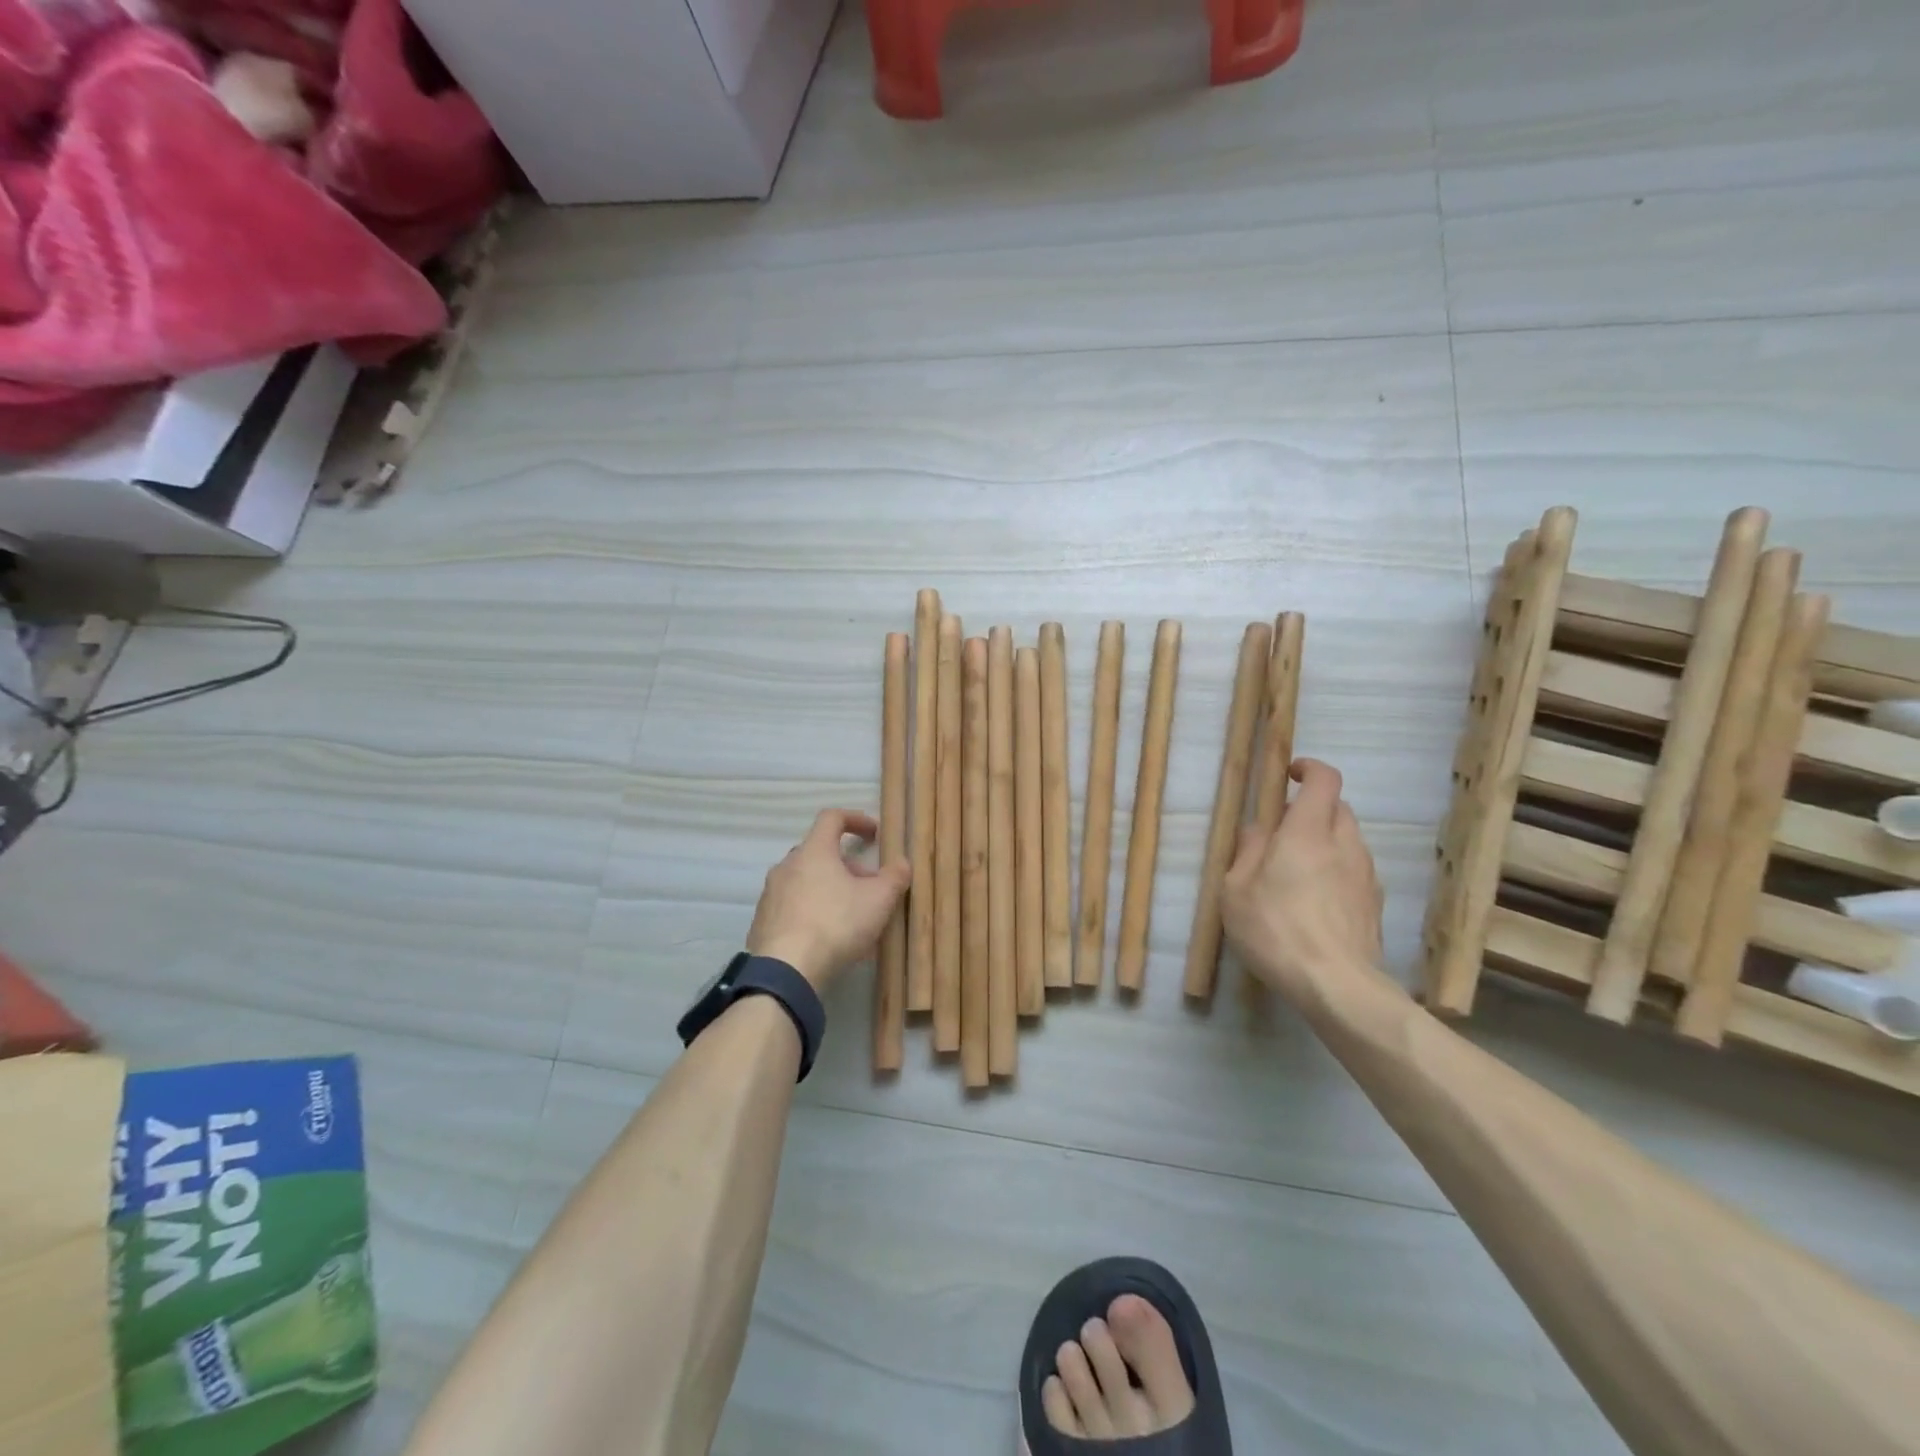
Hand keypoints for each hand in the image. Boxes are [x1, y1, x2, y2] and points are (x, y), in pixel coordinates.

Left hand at [747, 809, 910, 990]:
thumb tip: (902, 863)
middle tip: (869, 887)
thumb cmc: (836, 924)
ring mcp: (770, 894)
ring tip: (852, 918)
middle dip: (847, 866)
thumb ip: (894, 877)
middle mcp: (787, 866)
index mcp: (813, 851)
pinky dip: (813, 912)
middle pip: (820, 853)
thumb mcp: (878, 900)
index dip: (856, 819)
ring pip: (806, 882)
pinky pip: (793, 907)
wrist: (785, 972)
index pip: (832, 818)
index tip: (874, 834)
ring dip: (830, 890)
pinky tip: (828, 939)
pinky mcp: (762, 922)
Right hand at [1222, 759, 1385, 1006]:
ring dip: (1325, 841)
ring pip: (1348, 839)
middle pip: (1338, 807)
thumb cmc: (1275, 930)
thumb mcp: (1236, 890)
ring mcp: (1366, 874)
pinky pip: (1355, 870)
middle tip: (1282, 832)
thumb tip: (1258, 830)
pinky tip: (1316, 902)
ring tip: (1296, 872)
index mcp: (1308, 832)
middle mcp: (1345, 844)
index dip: (1309, 769)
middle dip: (1313, 809)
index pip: (1325, 779)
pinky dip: (1337, 871)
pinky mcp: (1375, 903)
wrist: (1337, 986)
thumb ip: (1247, 851)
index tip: (1289, 775)